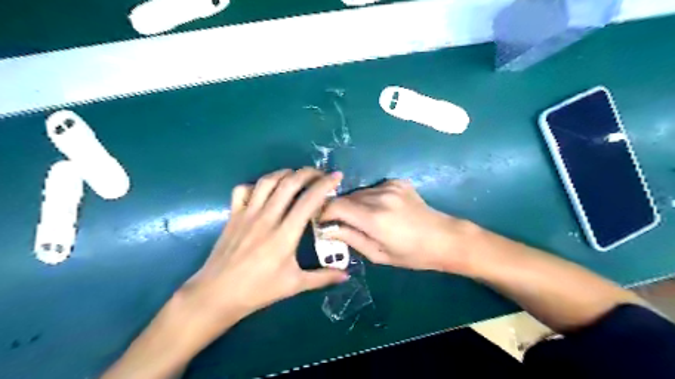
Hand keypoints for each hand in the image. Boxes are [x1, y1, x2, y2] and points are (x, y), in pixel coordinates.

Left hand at [186, 169, 350, 325]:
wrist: (217, 294)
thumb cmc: (258, 290)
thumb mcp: (294, 285)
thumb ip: (322, 277)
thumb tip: (346, 275)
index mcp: (285, 234)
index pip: (309, 201)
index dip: (325, 185)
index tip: (337, 177)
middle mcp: (267, 218)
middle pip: (289, 183)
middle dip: (308, 173)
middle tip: (320, 174)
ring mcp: (248, 214)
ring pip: (267, 181)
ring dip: (285, 173)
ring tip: (297, 176)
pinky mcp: (233, 215)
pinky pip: (244, 189)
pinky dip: (257, 184)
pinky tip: (266, 191)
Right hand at [320, 179, 473, 271]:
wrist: (444, 238)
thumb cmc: (412, 255)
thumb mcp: (378, 255)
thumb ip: (350, 238)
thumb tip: (326, 229)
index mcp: (375, 218)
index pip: (336, 206)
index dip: (324, 212)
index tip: (322, 222)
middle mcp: (380, 197)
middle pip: (345, 197)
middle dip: (338, 210)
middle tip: (340, 224)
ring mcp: (390, 186)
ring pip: (358, 192)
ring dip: (354, 204)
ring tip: (364, 219)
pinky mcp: (397, 181)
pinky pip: (373, 188)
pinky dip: (369, 198)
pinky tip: (381, 210)